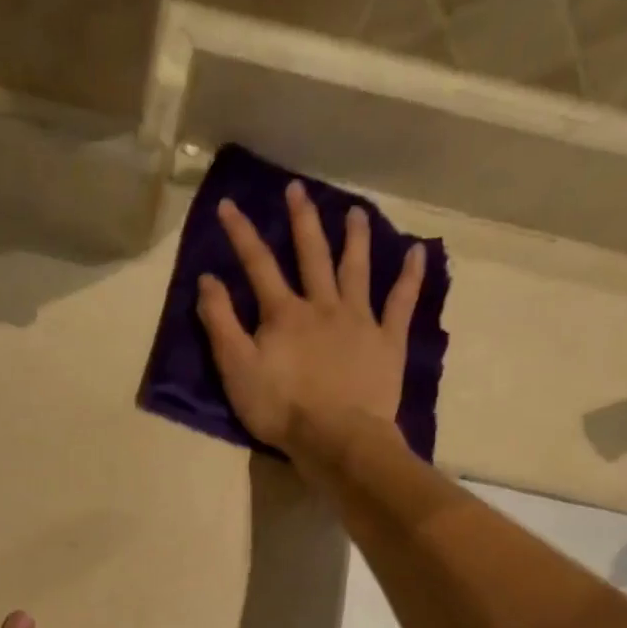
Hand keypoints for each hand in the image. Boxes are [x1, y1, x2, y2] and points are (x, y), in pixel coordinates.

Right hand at [197, 181, 424, 456]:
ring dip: (355, 237)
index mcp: (283, 313)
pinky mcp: (387, 340)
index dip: (241, 233)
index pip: (258, 264)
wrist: (337, 438)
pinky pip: (401, 302)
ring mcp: (359, 320)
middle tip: (297, 189)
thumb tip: (208, 278)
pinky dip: (411, 276)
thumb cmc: (280, 408)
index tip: (228, 204)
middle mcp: (322, 305)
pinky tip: (418, 252)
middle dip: (301, 220)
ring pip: (357, 269)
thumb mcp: (236, 369)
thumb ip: (221, 322)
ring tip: (356, 211)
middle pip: (311, 254)